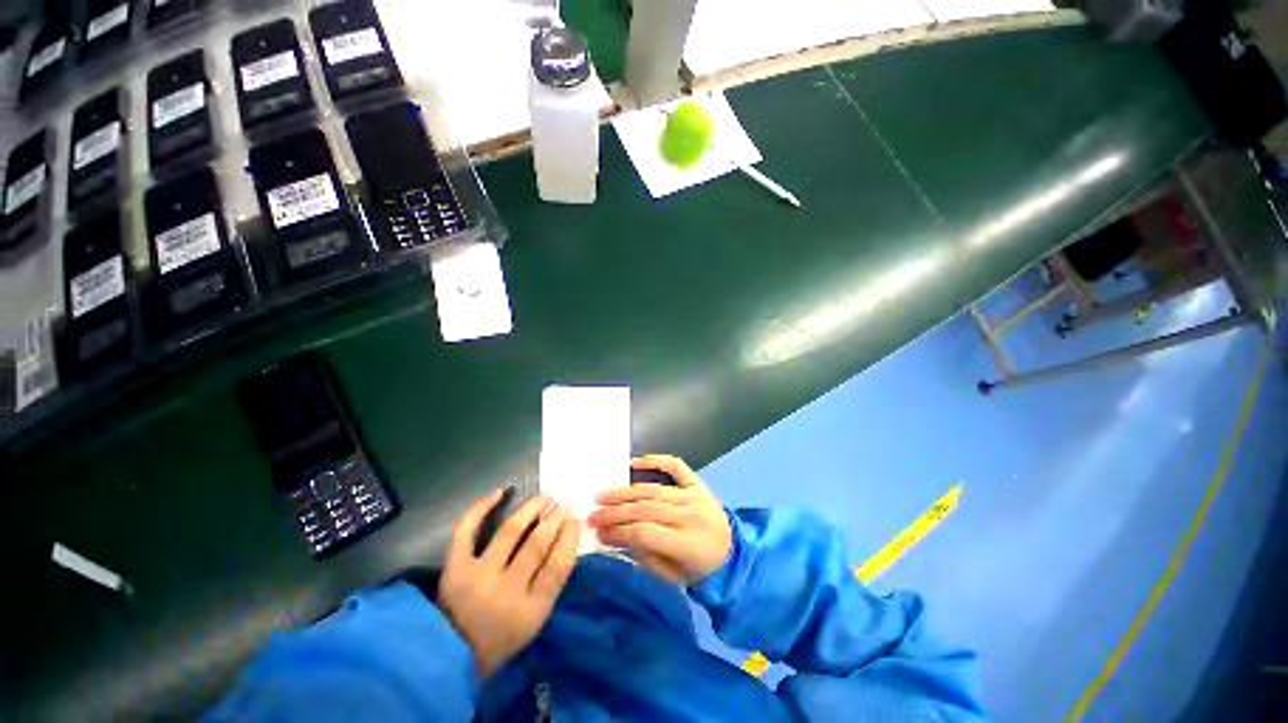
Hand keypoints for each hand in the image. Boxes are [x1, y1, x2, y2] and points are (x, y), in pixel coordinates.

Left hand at [438, 491, 580, 678]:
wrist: (451, 655)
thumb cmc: (502, 636)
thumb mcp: (535, 619)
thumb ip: (552, 583)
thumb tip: (567, 539)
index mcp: (529, 610)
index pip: (557, 566)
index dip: (569, 538)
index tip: (577, 520)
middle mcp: (505, 591)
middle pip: (537, 544)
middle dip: (555, 519)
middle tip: (564, 503)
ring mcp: (477, 577)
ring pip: (510, 531)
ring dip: (531, 508)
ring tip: (545, 496)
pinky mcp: (454, 568)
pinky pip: (466, 531)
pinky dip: (482, 508)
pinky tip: (500, 492)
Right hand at [588, 455, 732, 584]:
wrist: (732, 553)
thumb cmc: (698, 570)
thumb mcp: (670, 577)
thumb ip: (643, 557)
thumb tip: (613, 536)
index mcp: (686, 544)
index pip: (644, 533)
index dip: (618, 532)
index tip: (598, 532)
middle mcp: (690, 516)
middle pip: (646, 509)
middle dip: (615, 512)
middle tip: (592, 513)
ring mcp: (695, 496)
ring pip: (654, 490)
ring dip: (625, 491)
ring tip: (603, 495)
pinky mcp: (697, 483)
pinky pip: (676, 466)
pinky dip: (656, 461)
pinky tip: (634, 463)